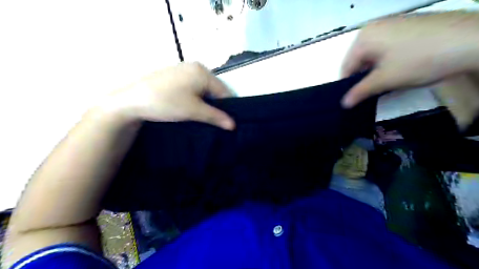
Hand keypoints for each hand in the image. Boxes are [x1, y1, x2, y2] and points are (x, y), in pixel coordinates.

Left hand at [107, 63, 236, 130]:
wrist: (131, 100)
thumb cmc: (166, 103)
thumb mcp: (194, 111)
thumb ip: (216, 117)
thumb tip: (233, 125)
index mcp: (203, 72)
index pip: (224, 92)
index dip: (226, 108)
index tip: (225, 123)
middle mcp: (195, 66)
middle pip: (214, 89)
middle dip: (215, 105)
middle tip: (212, 121)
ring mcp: (183, 69)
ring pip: (203, 89)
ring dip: (204, 102)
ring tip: (200, 116)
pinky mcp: (174, 75)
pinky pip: (192, 87)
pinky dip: (195, 97)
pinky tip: (188, 107)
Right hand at [341, 11, 478, 107]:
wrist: (473, 39)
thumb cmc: (419, 60)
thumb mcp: (385, 80)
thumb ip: (360, 92)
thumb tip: (343, 104)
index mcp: (363, 38)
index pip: (346, 66)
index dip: (347, 85)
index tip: (353, 99)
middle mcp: (373, 27)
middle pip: (359, 59)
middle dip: (363, 77)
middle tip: (372, 92)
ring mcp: (392, 24)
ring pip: (373, 54)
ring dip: (375, 70)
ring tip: (387, 82)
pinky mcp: (407, 25)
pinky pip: (387, 47)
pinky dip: (388, 60)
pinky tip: (400, 68)